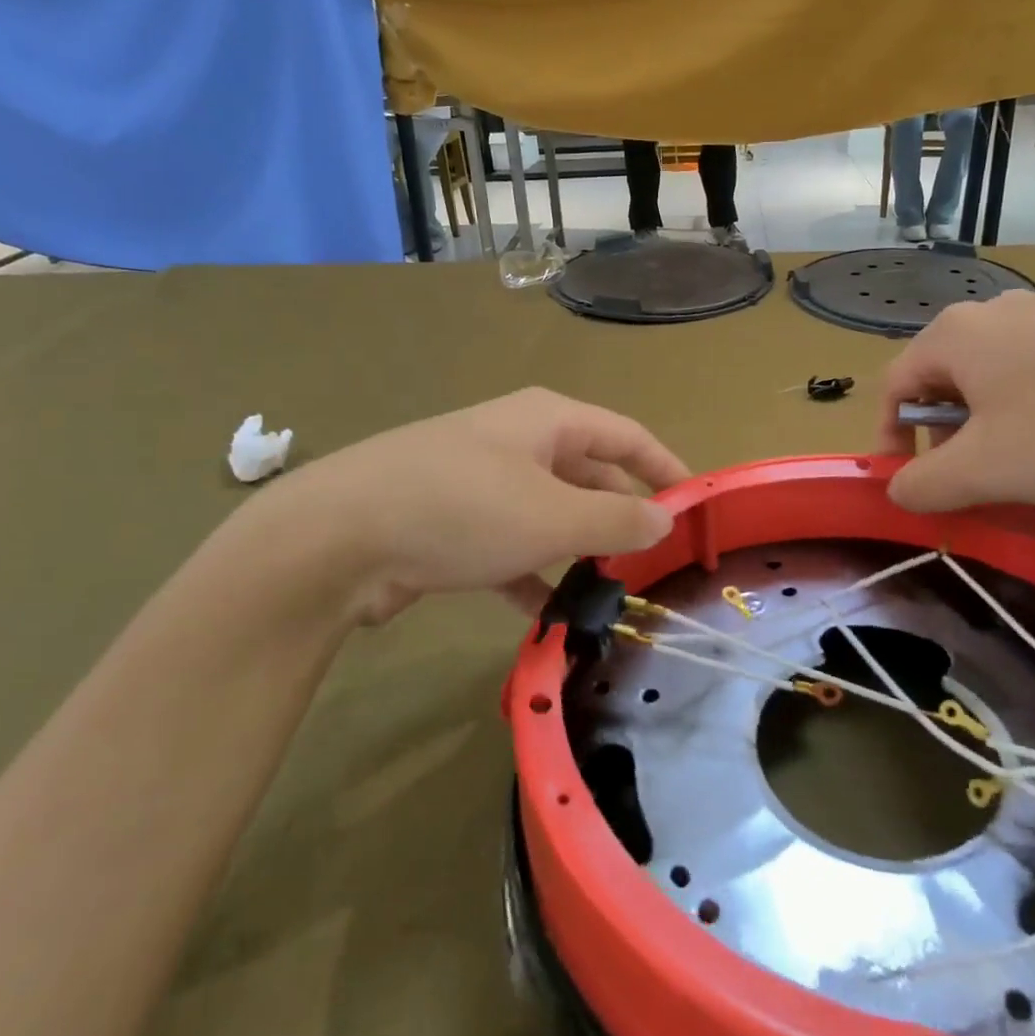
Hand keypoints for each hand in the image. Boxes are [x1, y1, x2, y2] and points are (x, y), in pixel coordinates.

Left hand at [237, 388, 688, 624]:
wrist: (337, 537)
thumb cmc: (461, 509)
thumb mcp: (553, 517)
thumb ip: (616, 521)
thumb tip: (664, 519)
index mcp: (547, 421)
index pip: (627, 436)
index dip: (666, 468)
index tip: (697, 506)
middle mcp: (515, 441)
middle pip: (588, 474)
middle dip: (620, 515)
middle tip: (654, 560)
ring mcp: (478, 481)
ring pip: (548, 514)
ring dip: (578, 549)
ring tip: (611, 591)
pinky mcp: (448, 522)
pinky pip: (508, 546)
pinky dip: (531, 574)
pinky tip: (549, 614)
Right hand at [875, 292, 1034, 511]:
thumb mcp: (983, 472)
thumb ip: (921, 485)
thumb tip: (898, 488)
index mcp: (954, 335)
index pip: (894, 387)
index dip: (891, 440)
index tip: (910, 484)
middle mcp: (993, 312)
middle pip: (942, 382)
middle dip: (943, 438)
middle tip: (969, 482)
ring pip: (991, 379)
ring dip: (988, 429)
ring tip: (1020, 470)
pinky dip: (1031, 413)